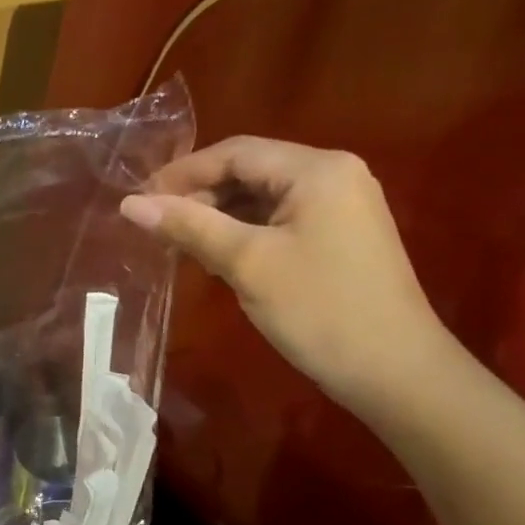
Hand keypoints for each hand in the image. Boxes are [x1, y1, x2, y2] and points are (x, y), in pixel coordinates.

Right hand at [119, 137, 454, 415]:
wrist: (395, 371)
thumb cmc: (319, 309)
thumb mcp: (247, 263)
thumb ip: (189, 226)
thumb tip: (129, 204)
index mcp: (317, 169)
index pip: (235, 152)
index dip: (182, 173)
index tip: (137, 202)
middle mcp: (333, 175)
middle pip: (249, 171)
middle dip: (199, 196)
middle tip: (154, 228)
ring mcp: (340, 206)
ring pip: (262, 197)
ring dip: (217, 216)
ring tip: (177, 244)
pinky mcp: (339, 236)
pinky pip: (279, 220)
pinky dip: (243, 233)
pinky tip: (215, 256)